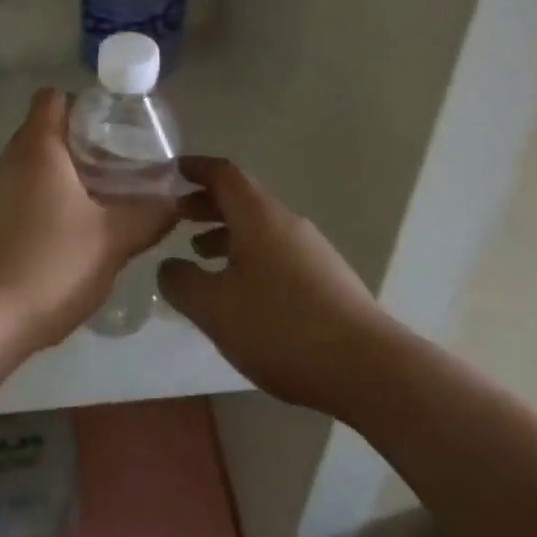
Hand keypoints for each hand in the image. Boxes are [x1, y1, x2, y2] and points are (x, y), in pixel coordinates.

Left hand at [0, 89, 177, 350]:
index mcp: (36, 148)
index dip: (82, 104)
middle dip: (79, 145)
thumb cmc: (51, 264)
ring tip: (95, 206)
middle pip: (43, 132)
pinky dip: (39, 205)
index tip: (111, 128)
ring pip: (29, 168)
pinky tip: (62, 239)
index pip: (53, 97)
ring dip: (59, 178)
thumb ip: (149, 215)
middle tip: (115, 170)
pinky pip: (16, 198)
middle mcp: (7, 161)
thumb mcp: (113, 239)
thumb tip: (174, 201)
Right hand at [158, 157, 383, 415]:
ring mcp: (311, 250)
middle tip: (177, 216)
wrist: (368, 368)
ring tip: (201, 255)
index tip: (171, 171)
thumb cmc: (281, 327)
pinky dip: (249, 255)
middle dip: (207, 203)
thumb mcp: (214, 308)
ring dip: (226, 233)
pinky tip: (240, 291)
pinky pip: (276, 251)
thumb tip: (169, 266)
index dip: (195, 168)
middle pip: (242, 198)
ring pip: (259, 227)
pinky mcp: (326, 278)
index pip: (223, 173)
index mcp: (258, 216)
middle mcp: (286, 222)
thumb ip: (181, 282)